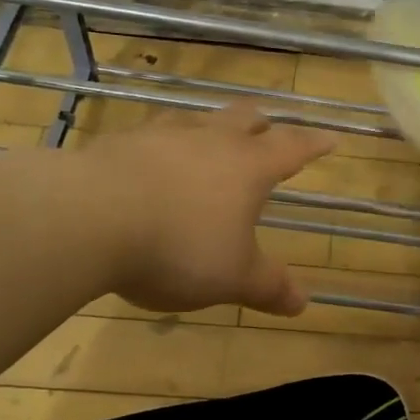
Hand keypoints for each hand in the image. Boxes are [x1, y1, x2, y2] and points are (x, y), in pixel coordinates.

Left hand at [73, 102, 334, 315]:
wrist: (88, 219)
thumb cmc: (178, 247)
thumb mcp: (232, 277)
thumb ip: (268, 286)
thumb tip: (303, 302)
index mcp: (248, 167)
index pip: (292, 148)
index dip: (314, 144)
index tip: (331, 138)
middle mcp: (210, 140)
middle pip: (244, 118)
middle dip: (262, 124)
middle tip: (268, 128)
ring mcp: (162, 136)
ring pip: (196, 120)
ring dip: (209, 128)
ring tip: (209, 138)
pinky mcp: (119, 144)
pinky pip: (151, 135)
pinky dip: (161, 145)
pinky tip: (150, 159)